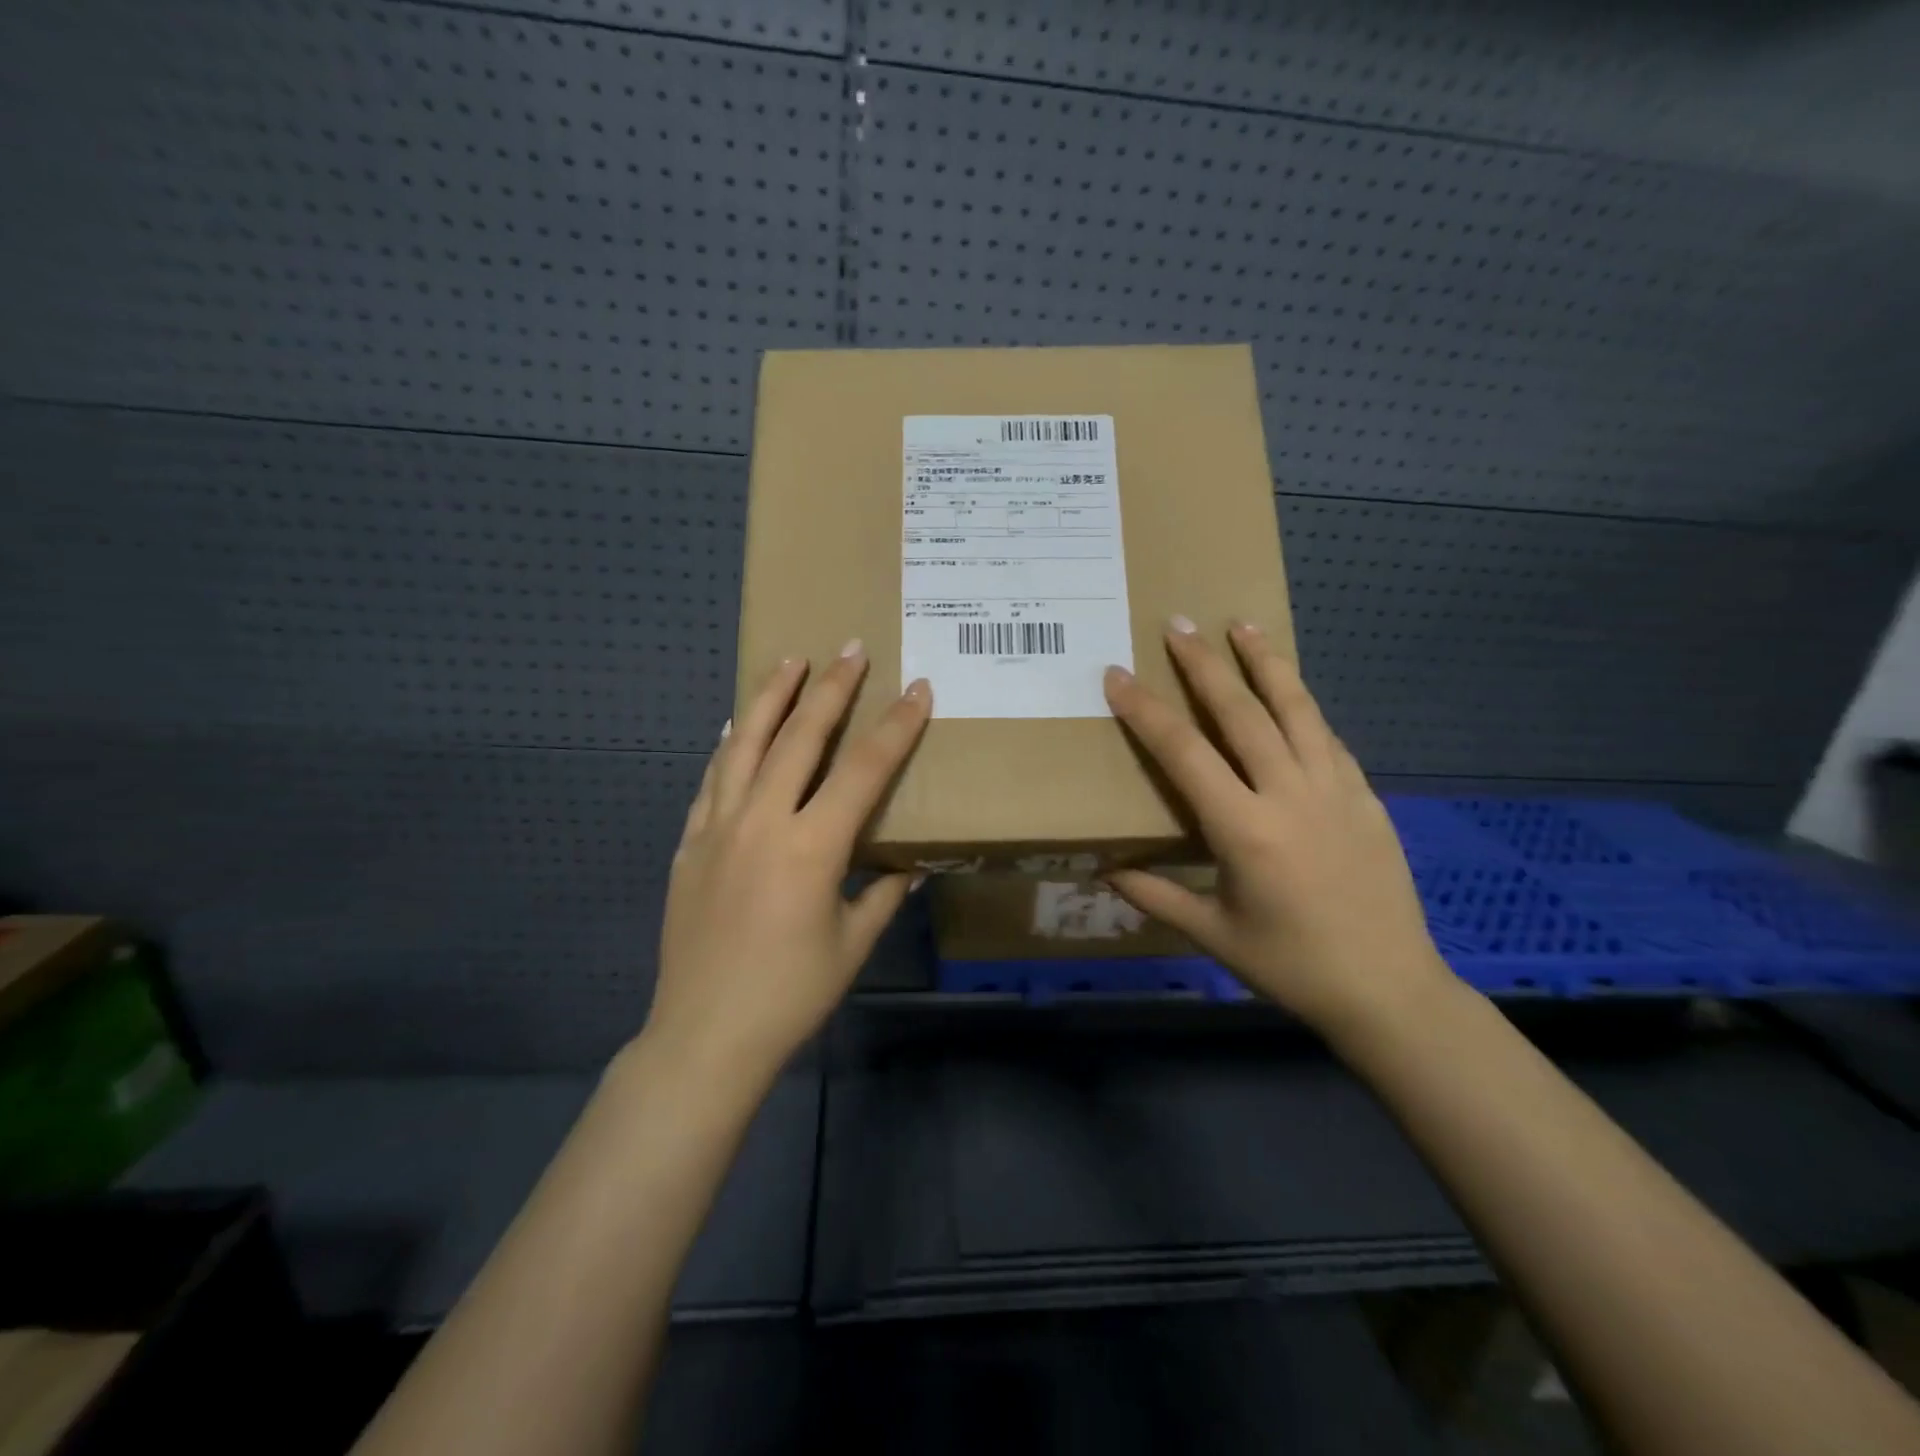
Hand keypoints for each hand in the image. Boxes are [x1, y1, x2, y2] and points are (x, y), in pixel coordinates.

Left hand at [645, 643, 931, 1085]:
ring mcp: (718, 828)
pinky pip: (711, 780)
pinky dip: (727, 746)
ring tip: (790, 661)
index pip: (865, 770)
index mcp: (812, 847)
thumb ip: (884, 894)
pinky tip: (734, 724)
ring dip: (770, 697)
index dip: (896, 727)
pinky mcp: (690, 844)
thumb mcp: (852, 944)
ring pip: (744, 744)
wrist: (704, 1036)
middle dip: (831, 688)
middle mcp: (762, 822)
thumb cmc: (791, 995)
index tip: (918, 690)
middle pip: (800, 737)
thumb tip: (913, 866)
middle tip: (850, 648)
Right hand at [1102, 619, 1455, 1040]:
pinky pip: (1327, 737)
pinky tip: (1291, 692)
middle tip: (1178, 624)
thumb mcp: (1213, 934)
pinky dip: (1303, 706)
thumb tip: (1103, 869)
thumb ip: (1155, 895)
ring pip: (1297, 709)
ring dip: (1267, 663)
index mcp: (1245, 829)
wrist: (1390, 990)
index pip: (1184, 753)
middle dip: (1204, 665)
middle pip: (1242, 713)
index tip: (1119, 675)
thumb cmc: (1292, 966)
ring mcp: (1336, 790)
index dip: (1146, 711)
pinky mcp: (1366, 796)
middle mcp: (1290, 795)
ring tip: (1244, 624)